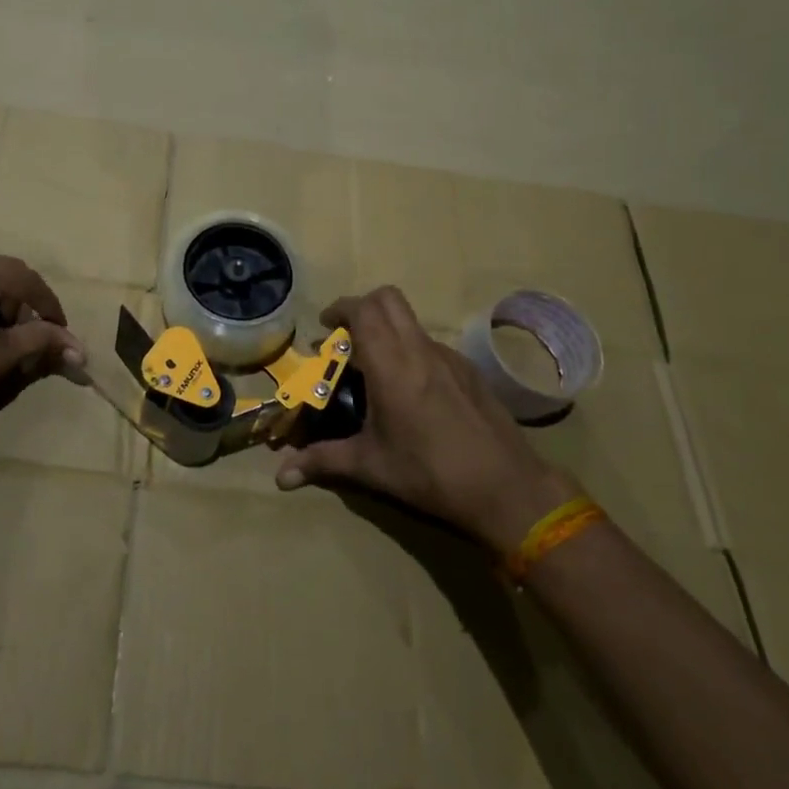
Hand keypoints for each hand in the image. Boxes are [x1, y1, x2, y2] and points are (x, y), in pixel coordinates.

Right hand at [275, 286, 575, 553]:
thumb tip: (281, 476)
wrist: (507, 489)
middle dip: (362, 308)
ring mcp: (450, 358)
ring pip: (411, 321)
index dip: (340, 309)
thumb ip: (322, 462)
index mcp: (392, 365)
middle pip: (388, 299)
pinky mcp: (470, 372)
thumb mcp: (371, 467)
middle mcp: (420, 350)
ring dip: (387, 330)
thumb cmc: (430, 474)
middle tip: (347, 338)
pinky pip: (431, 345)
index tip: (326, 327)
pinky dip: (411, 351)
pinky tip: (412, 393)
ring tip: (375, 369)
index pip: (363, 310)